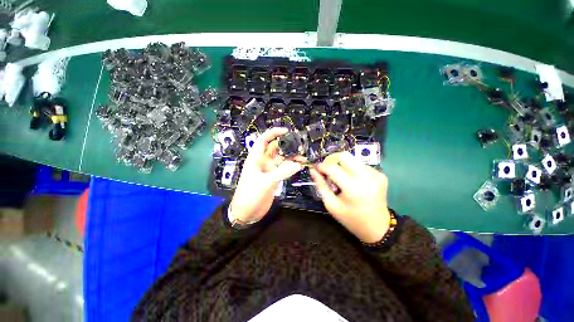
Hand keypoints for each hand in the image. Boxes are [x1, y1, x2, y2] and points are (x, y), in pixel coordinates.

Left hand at [230, 128, 304, 222]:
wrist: (247, 212)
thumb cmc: (250, 194)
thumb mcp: (265, 182)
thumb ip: (282, 172)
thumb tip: (298, 164)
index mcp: (255, 158)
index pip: (263, 140)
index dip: (273, 133)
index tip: (286, 131)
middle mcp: (262, 162)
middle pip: (275, 149)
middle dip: (286, 145)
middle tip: (300, 146)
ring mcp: (269, 170)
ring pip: (281, 159)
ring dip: (291, 157)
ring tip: (303, 157)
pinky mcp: (274, 178)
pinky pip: (283, 169)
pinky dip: (291, 167)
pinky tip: (299, 166)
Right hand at [310, 151, 390, 242]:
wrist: (378, 227)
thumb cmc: (351, 218)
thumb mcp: (331, 205)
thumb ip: (321, 186)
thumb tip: (313, 171)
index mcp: (353, 188)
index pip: (333, 168)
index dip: (321, 166)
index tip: (316, 168)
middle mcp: (366, 177)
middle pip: (344, 156)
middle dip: (332, 160)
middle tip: (327, 169)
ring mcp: (375, 174)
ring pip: (352, 159)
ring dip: (342, 165)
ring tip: (340, 177)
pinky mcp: (380, 174)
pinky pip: (361, 165)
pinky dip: (352, 169)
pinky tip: (352, 180)